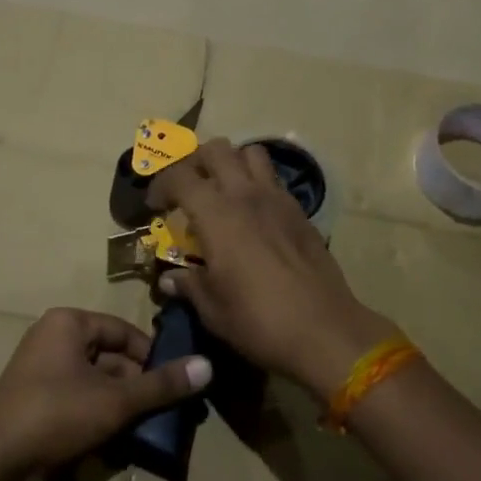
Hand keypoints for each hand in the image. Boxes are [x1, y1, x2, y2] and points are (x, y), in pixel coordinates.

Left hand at [0, 308, 210, 480]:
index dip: (152, 358)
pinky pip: (75, 394)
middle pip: (109, 356)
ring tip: (142, 429)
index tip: (174, 385)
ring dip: (118, 402)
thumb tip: (207, 366)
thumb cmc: (55, 413)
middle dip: (136, 385)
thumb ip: (160, 385)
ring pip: (94, 378)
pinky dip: (95, 411)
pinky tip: (111, 438)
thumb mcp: (114, 400)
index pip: (124, 332)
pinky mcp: (32, 394)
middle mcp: (53, 335)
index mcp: (70, 322)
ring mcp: (39, 365)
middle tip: (162, 413)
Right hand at [148, 139, 395, 397]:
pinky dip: (258, 183)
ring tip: (224, 191)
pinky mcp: (300, 211)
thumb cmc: (258, 320)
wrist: (324, 331)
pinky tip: (255, 214)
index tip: (155, 205)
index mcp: (217, 214)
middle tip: (189, 189)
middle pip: (216, 149)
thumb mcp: (212, 309)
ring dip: (233, 163)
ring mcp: (277, 199)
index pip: (180, 176)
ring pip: (251, 153)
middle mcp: (246, 195)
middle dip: (196, 161)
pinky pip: (274, 179)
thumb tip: (170, 279)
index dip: (161, 184)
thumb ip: (189, 285)